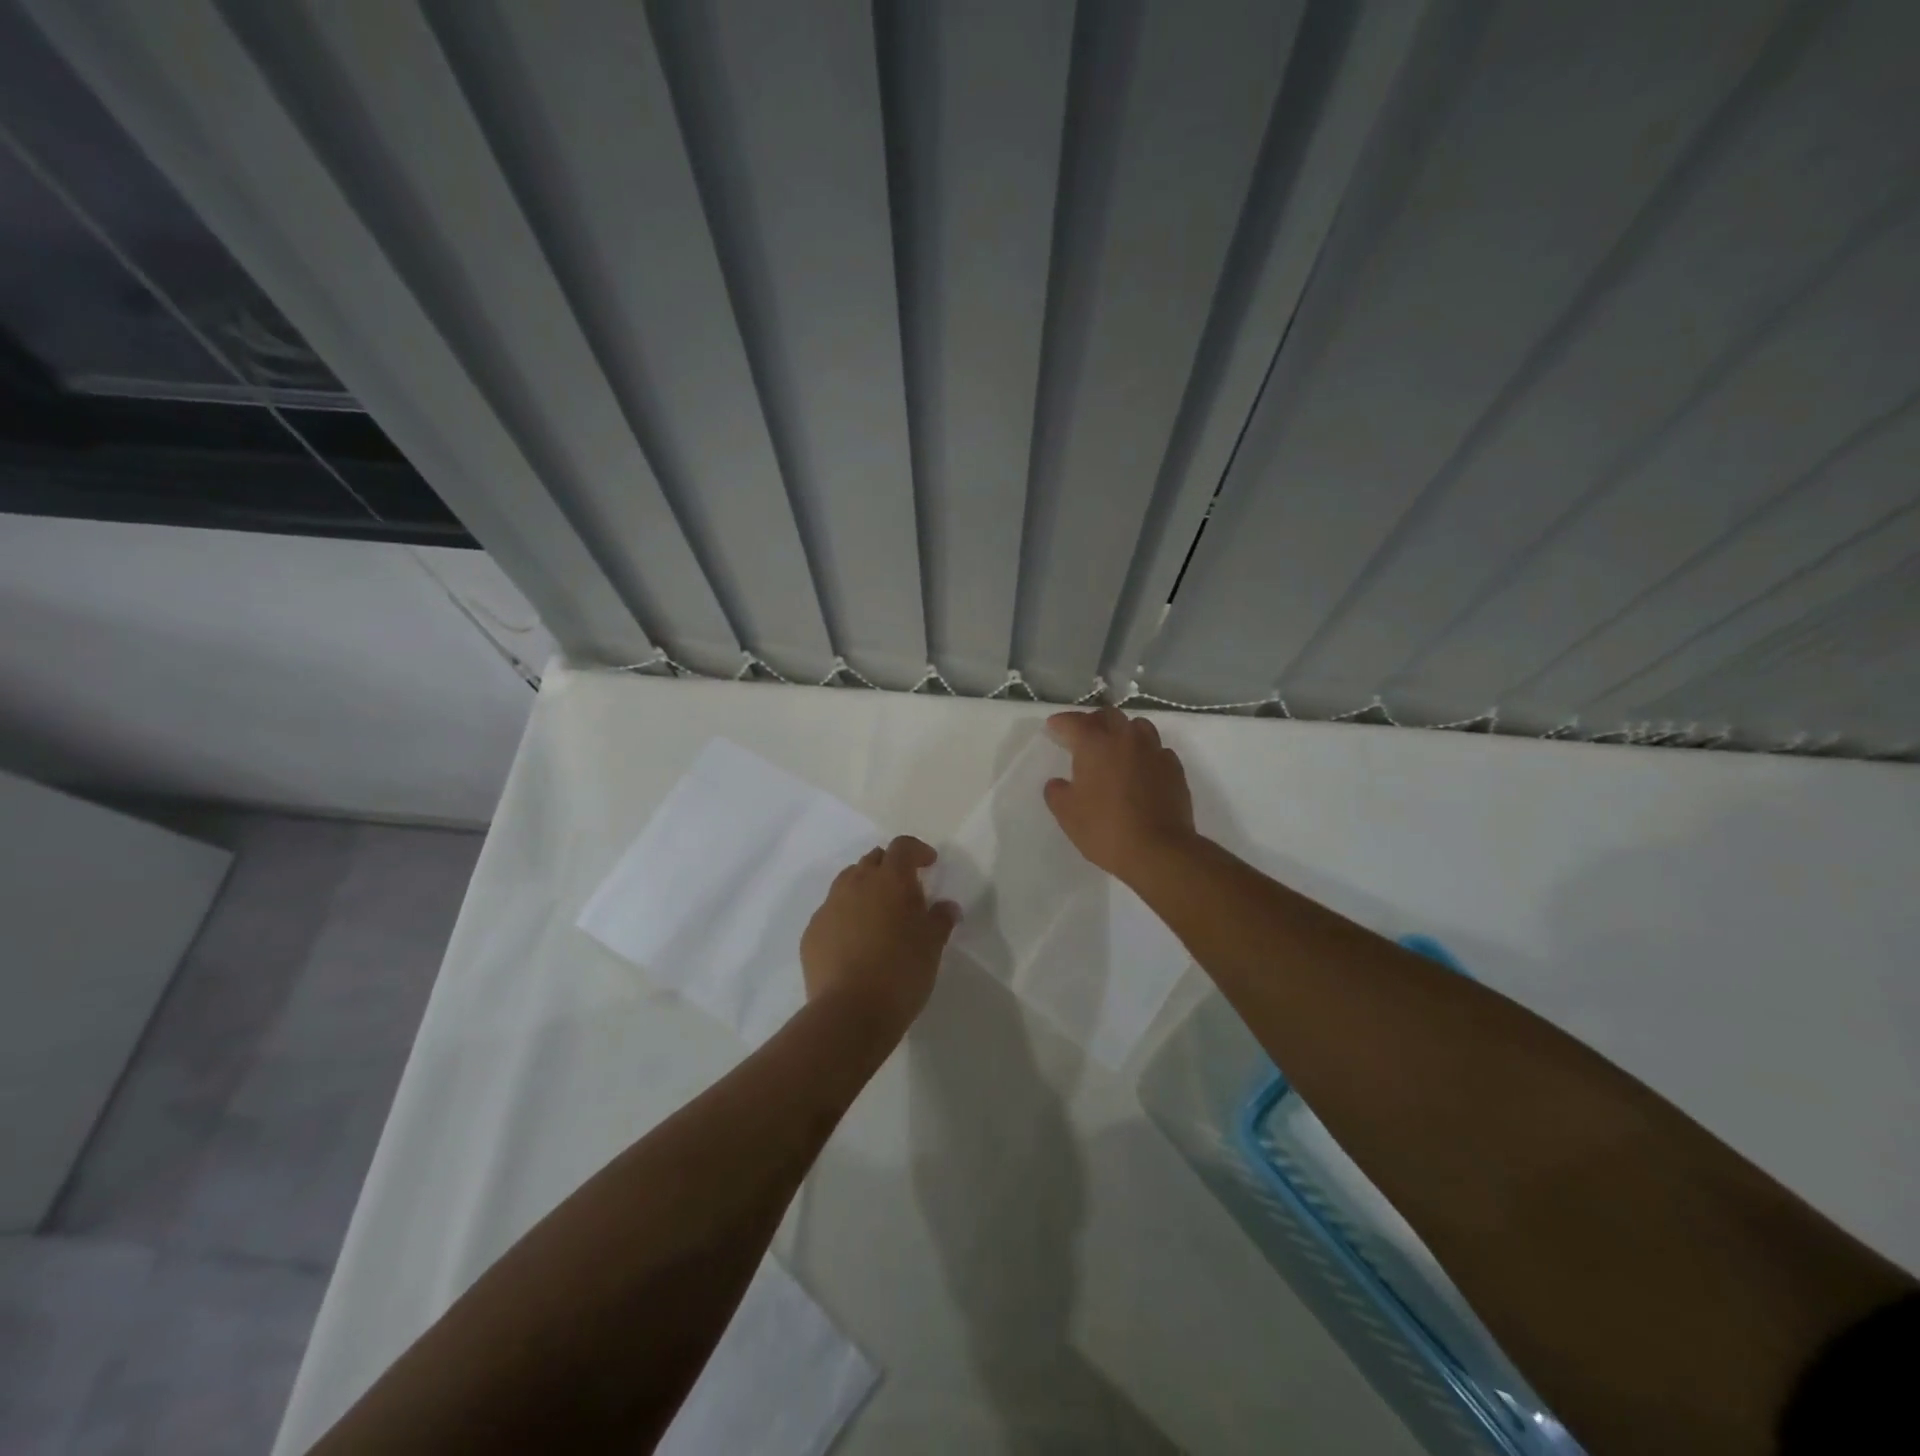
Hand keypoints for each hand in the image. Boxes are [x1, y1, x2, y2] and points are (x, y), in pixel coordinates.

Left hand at [801, 835, 958, 1030]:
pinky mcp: (812, 933)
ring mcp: (829, 907)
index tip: (929, 864)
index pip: (902, 847)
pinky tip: (855, 941)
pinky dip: (846, 915)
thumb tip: (946, 906)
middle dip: (890, 868)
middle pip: (873, 860)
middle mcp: (856, 884)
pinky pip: (832, 912)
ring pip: (848, 882)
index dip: (917, 851)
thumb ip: (940, 919)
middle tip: (905, 891)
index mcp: (890, 880)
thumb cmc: (901, 972)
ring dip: (865, 888)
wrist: (849, 1013)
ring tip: (879, 914)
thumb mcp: (932, 946)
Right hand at [1043, 708, 1196, 881]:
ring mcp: (1154, 751)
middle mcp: (1126, 738)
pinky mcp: (1174, 768)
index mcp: (1095, 744)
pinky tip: (1140, 769)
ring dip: (1122, 732)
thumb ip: (1056, 792)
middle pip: (1108, 716)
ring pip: (1138, 726)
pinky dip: (1145, 753)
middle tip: (1082, 736)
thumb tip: (1058, 783)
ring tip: (1115, 748)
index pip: (1074, 722)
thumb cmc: (1105, 829)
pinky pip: (1157, 749)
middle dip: (1092, 721)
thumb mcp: (1067, 814)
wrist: (1159, 851)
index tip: (1052, 727)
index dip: (1060, 722)